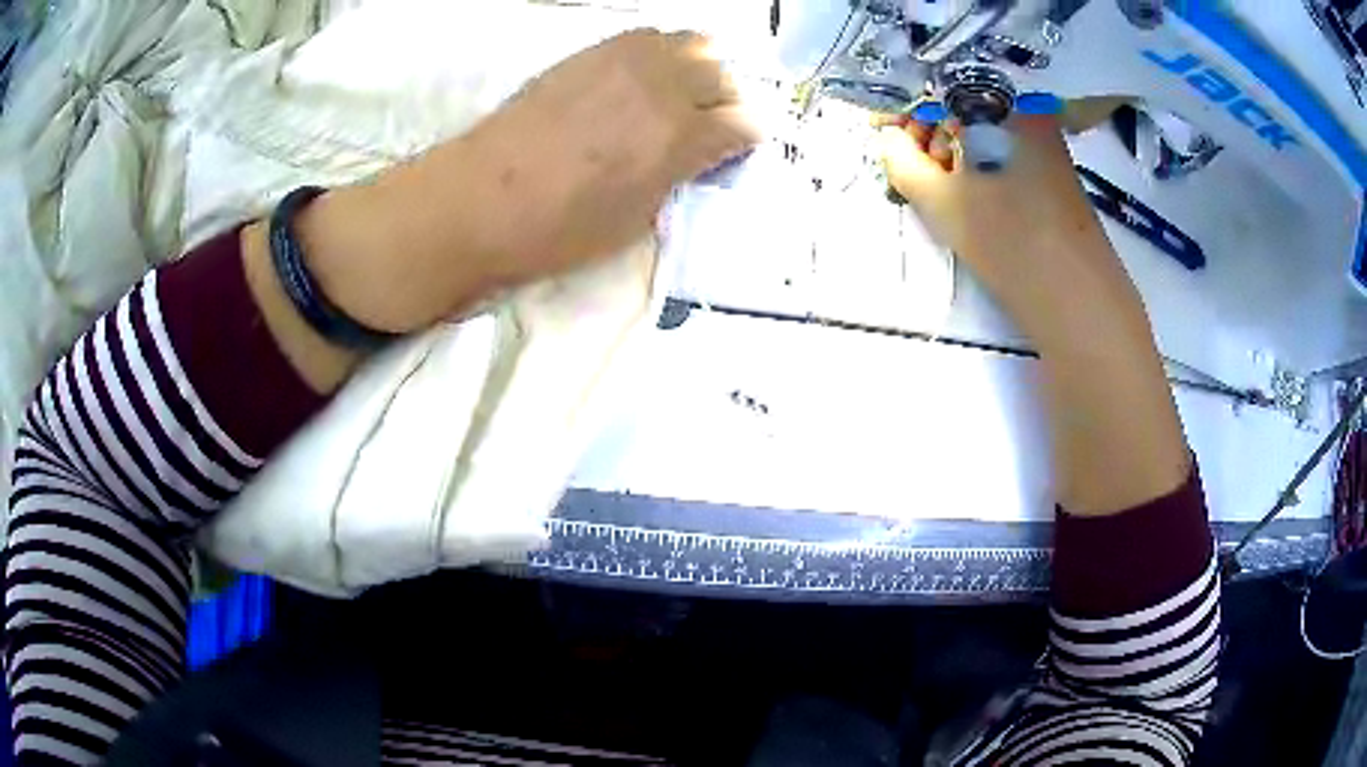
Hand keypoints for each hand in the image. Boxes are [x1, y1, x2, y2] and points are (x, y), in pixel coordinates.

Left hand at [302, 28, 760, 335]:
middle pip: (724, 74)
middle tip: (704, 127)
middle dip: (725, 101)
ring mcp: (624, 61)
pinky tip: (640, 81)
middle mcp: (661, 86)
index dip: (742, 142)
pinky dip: (658, 54)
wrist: (477, 201)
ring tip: (675, 97)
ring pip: (692, 43)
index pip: (745, 122)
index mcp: (680, 137)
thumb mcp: (637, 220)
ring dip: (696, 69)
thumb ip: (679, 176)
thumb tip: (699, 156)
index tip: (728, 156)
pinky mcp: (590, 51)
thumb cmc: (557, 231)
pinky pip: (646, 36)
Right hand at [877, 115, 1188, 514]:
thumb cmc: (1008, 240)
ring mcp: (1044, 135)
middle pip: (961, 100)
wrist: (1078, 298)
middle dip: (926, 127)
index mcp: (999, 99)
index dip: (901, 105)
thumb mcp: (939, 200)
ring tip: (940, 184)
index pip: (936, 85)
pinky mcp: (1052, 164)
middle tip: (909, 163)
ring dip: (951, 145)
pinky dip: (978, 159)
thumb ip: (899, 160)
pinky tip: (971, 190)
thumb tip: (888, 137)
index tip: (878, 132)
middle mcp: (1026, 106)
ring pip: (982, 124)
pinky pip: (1003, 145)